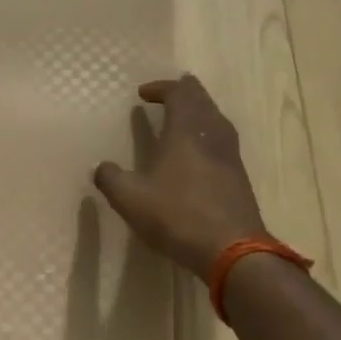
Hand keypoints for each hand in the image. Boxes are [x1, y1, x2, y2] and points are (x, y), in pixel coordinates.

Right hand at [93, 75, 266, 278]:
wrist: (233, 251)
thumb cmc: (177, 216)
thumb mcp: (130, 199)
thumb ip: (111, 179)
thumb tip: (101, 167)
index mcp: (186, 132)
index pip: (179, 94)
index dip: (162, 88)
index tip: (143, 93)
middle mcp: (212, 137)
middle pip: (203, 102)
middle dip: (186, 93)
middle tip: (171, 92)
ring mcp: (230, 158)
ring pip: (217, 121)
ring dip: (200, 112)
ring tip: (186, 116)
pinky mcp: (239, 179)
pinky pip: (223, 143)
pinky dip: (208, 135)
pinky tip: (200, 152)